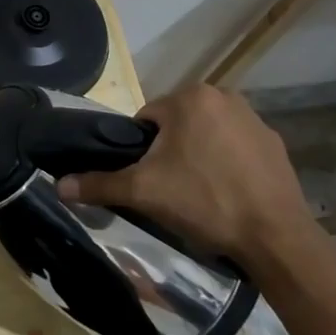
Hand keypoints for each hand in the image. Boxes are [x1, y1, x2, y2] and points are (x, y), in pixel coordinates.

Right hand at [55, 84, 312, 264]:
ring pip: (207, 135)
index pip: (146, 119)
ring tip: (200, 196)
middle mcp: (224, 96)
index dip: (141, 151)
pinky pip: (236, 149)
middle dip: (170, 153)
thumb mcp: (144, 192)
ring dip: (198, 157)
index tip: (148, 180)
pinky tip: (229, 196)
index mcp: (190, 97)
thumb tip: (59, 185)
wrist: (276, 238)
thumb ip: (100, 184)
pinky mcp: (275, 144)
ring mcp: (255, 119)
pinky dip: (228, 165)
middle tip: (171, 191)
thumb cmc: (205, 202)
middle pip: (177, 125)